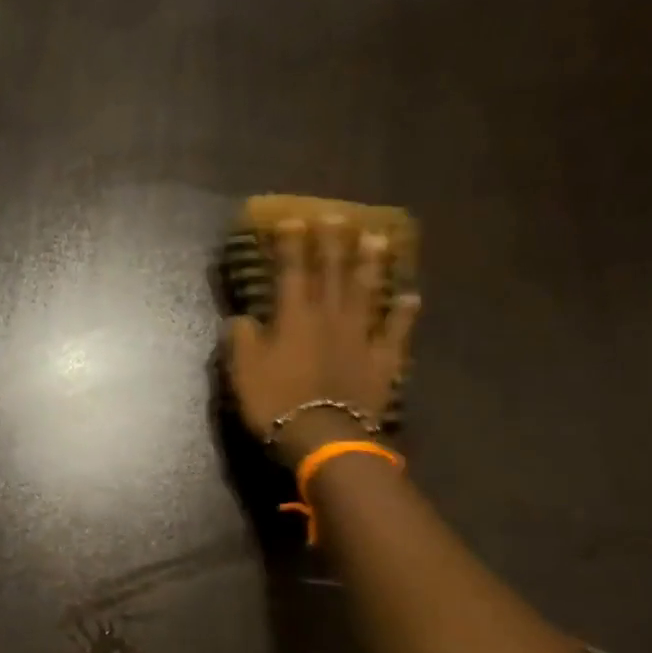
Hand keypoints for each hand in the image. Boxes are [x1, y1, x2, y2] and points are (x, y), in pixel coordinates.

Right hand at [224, 217, 419, 463]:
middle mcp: (329, 318)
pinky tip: (411, 296)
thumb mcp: (242, 371)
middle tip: (336, 216)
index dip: (291, 246)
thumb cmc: (275, 402)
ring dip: (370, 265)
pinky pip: (396, 332)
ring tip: (377, 239)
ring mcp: (360, 337)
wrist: (323, 436)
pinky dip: (403, 314)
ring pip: (366, 293)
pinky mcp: (382, 361)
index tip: (292, 220)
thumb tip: (241, 318)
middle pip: (332, 273)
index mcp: (293, 318)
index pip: (291, 272)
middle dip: (332, 244)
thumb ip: (241, 339)